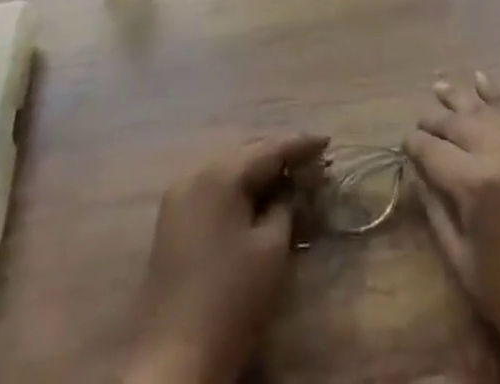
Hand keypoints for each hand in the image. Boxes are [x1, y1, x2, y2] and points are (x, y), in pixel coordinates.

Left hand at [122, 133, 327, 383]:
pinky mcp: (172, 218)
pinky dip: (237, 185)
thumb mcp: (271, 249)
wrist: (174, 357)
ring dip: (257, 169)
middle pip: (245, 151)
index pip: (269, 148)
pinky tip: (255, 196)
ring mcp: (179, 194)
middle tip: (310, 162)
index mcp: (221, 173)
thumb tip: (291, 188)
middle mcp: (196, 172)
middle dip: (278, 154)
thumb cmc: (231, 299)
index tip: (327, 142)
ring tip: (287, 177)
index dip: (301, 145)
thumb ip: (285, 207)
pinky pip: (213, 185)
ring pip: (227, 167)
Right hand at [404, 74, 499, 379]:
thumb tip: (419, 176)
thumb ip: (437, 213)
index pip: (433, 151)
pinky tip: (482, 81)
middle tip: (420, 121)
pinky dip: (497, 98)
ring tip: (440, 86)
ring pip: (487, 110)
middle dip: (435, 121)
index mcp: (476, 185)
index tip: (404, 144)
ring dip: (461, 98)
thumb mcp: (465, 264)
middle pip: (458, 124)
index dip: (415, 146)